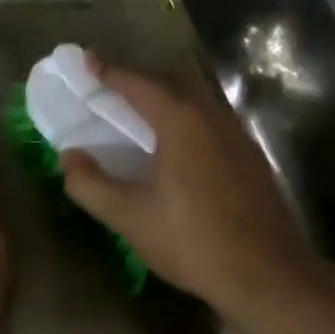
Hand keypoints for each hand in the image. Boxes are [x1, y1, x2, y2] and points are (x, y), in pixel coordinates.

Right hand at [60, 58, 315, 318]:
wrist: (266, 274)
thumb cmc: (191, 240)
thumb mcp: (129, 217)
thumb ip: (91, 184)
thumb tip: (69, 157)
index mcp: (180, 121)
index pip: (137, 83)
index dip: (108, 71)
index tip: (86, 59)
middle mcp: (212, 116)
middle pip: (170, 83)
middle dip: (138, 80)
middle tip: (110, 87)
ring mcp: (237, 135)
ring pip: (195, 102)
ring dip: (165, 99)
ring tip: (140, 114)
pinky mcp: (251, 157)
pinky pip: (211, 122)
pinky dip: (186, 120)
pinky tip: (178, 148)